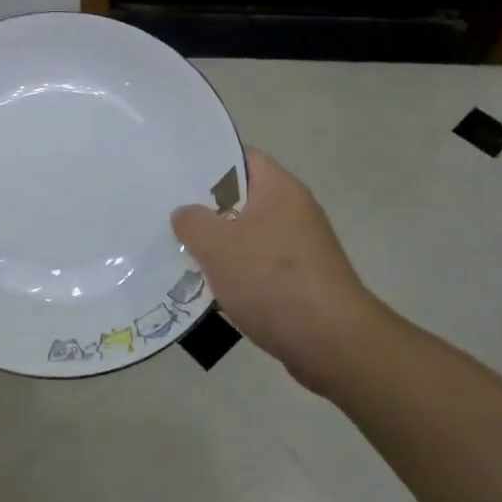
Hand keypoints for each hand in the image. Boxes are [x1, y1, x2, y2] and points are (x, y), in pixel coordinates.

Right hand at [171, 150, 382, 388]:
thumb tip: (186, 214)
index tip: (174, 172)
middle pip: (240, 198)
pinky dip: (235, 273)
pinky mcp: (301, 281)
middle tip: (167, 213)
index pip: (240, 157)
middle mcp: (294, 210)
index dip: (207, 160)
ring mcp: (300, 247)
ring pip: (247, 235)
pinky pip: (258, 266)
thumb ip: (192, 222)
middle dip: (205, 208)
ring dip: (218, 245)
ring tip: (179, 251)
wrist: (334, 344)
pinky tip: (209, 288)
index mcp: (279, 189)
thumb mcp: (218, 246)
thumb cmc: (273, 281)